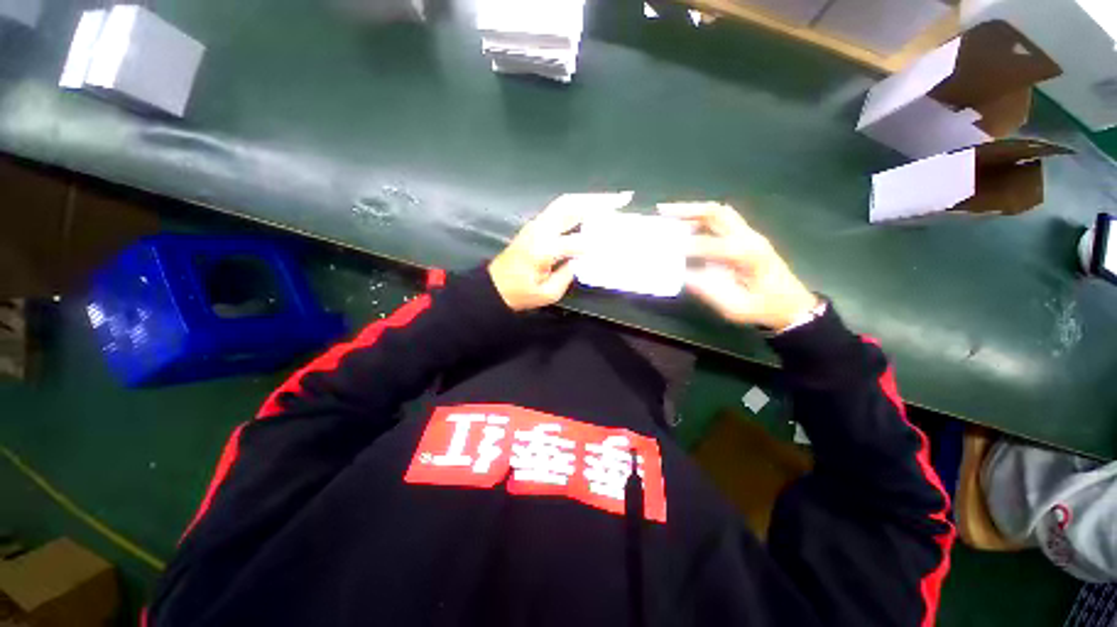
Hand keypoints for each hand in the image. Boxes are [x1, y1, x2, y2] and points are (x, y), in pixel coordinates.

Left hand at [489, 192, 632, 310]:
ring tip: (611, 199)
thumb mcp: (547, 294)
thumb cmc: (519, 294)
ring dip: (589, 199)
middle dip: (598, 202)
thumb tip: (581, 259)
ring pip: (565, 203)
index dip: (599, 242)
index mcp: (543, 250)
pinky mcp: (535, 224)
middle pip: (571, 208)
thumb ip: (568, 275)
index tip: (617, 242)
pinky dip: (577, 204)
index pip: (577, 241)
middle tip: (621, 199)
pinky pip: (559, 208)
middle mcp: (540, 230)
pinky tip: (590, 207)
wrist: (494, 286)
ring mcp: (536, 224)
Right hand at [658, 202, 818, 329]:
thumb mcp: (734, 307)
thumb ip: (709, 290)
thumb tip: (683, 275)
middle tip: (661, 210)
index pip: (712, 244)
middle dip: (687, 210)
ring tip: (667, 212)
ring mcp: (749, 235)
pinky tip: (684, 224)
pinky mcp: (745, 238)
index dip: (687, 246)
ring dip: (692, 210)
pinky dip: (699, 218)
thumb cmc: (762, 308)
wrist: (791, 305)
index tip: (664, 249)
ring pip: (719, 212)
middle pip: (717, 213)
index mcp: (749, 256)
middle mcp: (749, 238)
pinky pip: (721, 220)